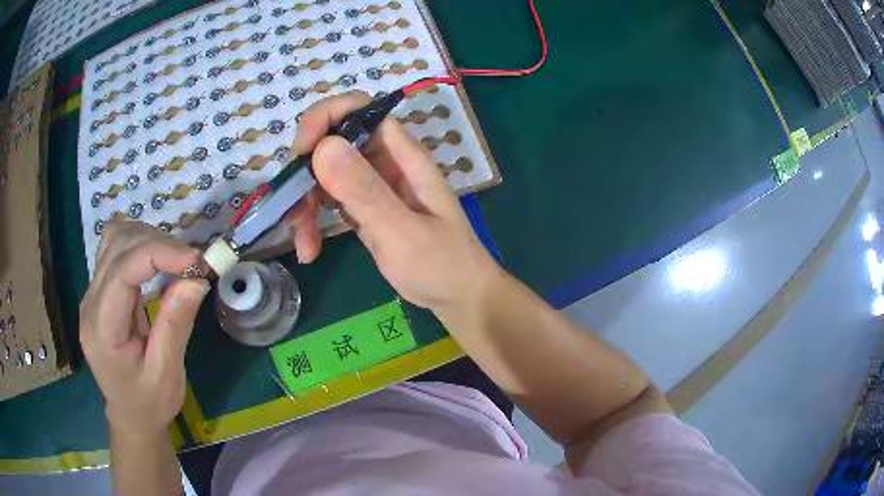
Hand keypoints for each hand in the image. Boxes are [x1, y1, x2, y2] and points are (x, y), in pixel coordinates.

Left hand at [79, 220, 208, 434]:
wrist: (130, 415)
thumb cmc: (150, 403)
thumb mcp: (167, 374)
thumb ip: (176, 325)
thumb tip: (196, 278)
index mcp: (102, 329)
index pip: (122, 270)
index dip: (159, 253)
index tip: (197, 260)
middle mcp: (90, 302)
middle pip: (118, 245)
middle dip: (159, 243)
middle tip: (193, 264)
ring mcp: (92, 292)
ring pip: (115, 237)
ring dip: (149, 237)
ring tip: (176, 260)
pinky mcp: (100, 288)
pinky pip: (115, 246)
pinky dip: (139, 241)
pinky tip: (155, 257)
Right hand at [287, 91, 500, 312]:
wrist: (458, 296)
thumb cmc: (443, 264)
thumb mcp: (403, 231)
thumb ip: (366, 192)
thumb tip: (324, 147)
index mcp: (401, 154)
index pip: (358, 110)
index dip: (324, 119)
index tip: (301, 153)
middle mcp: (382, 161)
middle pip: (330, 142)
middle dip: (304, 171)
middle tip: (295, 212)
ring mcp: (370, 185)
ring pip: (322, 174)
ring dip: (302, 202)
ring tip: (304, 242)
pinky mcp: (362, 208)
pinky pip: (326, 201)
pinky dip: (311, 220)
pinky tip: (309, 249)